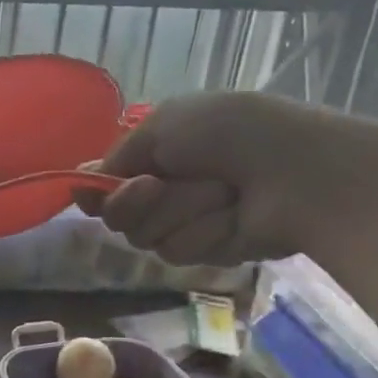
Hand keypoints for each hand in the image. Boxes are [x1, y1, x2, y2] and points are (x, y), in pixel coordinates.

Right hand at [77, 92, 377, 265]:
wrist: (297, 171)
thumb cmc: (230, 134)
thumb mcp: (164, 127)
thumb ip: (118, 157)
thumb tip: (79, 177)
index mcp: (159, 153)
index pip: (108, 183)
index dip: (98, 193)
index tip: (91, 197)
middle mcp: (168, 189)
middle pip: (119, 217)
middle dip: (137, 201)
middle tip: (160, 185)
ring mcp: (188, 221)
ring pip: (147, 236)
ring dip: (181, 211)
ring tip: (221, 194)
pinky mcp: (210, 250)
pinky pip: (181, 250)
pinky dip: (206, 230)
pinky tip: (234, 217)